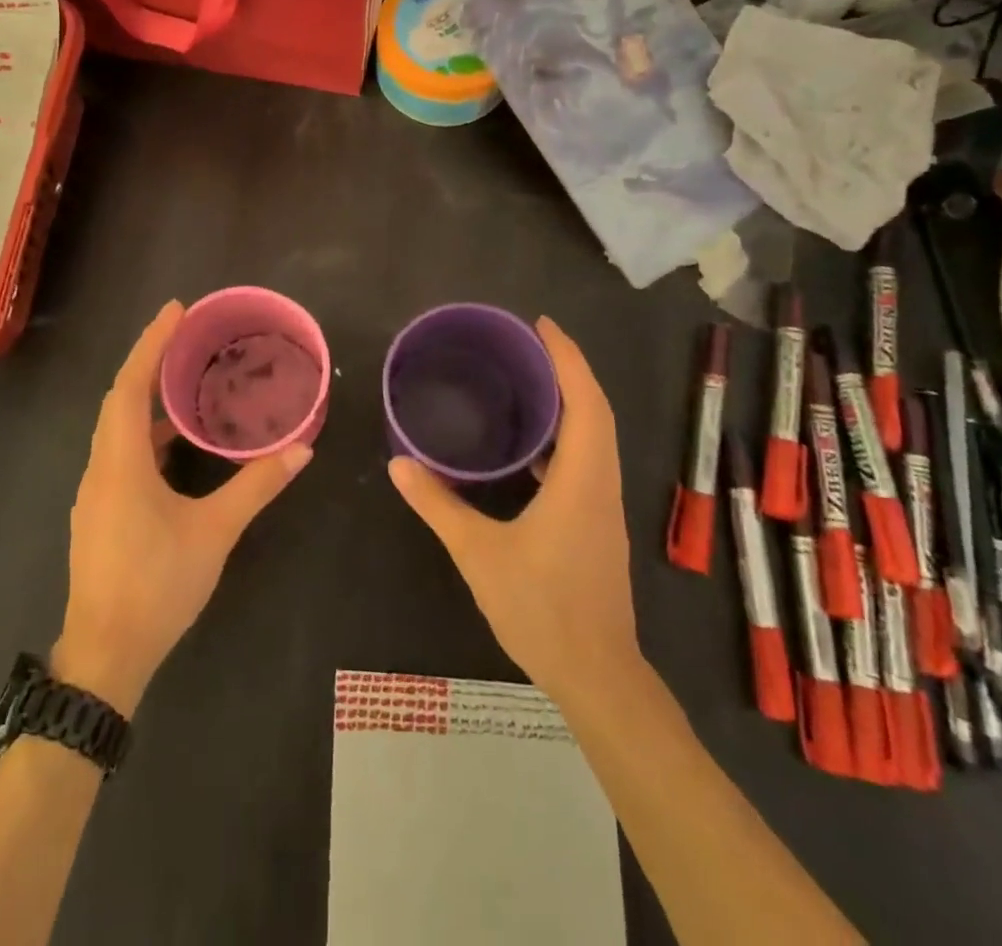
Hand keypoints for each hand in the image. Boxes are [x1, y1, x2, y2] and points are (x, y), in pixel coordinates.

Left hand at [54, 300, 312, 717]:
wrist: (105, 654)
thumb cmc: (158, 585)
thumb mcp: (214, 533)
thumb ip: (256, 486)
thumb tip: (301, 450)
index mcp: (121, 462)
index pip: (130, 386)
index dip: (151, 344)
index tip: (175, 311)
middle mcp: (101, 468)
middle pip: (119, 399)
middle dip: (149, 361)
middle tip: (184, 334)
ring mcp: (95, 492)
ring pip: (116, 427)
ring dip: (145, 397)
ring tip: (183, 379)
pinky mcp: (99, 512)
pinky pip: (119, 452)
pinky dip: (144, 432)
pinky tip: (173, 443)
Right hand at [388, 316, 642, 708]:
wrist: (597, 675)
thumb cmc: (541, 608)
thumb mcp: (478, 553)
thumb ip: (437, 505)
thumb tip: (398, 464)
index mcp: (582, 480)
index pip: (585, 402)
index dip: (567, 358)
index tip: (541, 325)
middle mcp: (601, 483)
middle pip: (596, 411)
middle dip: (567, 369)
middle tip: (527, 343)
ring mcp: (603, 505)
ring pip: (595, 436)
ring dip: (570, 401)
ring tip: (528, 381)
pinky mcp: (597, 524)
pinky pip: (587, 461)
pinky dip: (566, 436)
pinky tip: (530, 448)